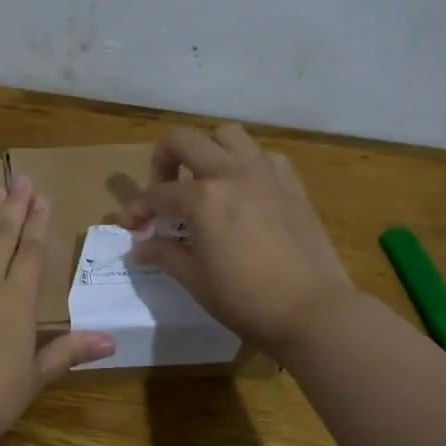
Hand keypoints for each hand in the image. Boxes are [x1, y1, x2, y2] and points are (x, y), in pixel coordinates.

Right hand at [117, 124, 354, 361]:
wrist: (313, 310)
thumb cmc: (246, 299)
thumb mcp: (196, 280)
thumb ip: (165, 255)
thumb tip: (139, 248)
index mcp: (203, 198)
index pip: (157, 194)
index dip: (138, 209)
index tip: (132, 226)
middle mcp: (231, 173)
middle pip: (184, 140)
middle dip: (163, 160)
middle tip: (162, 188)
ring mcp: (265, 173)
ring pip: (227, 135)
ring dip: (206, 149)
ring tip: (203, 179)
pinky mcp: (291, 183)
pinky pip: (262, 155)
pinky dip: (244, 163)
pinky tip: (243, 191)